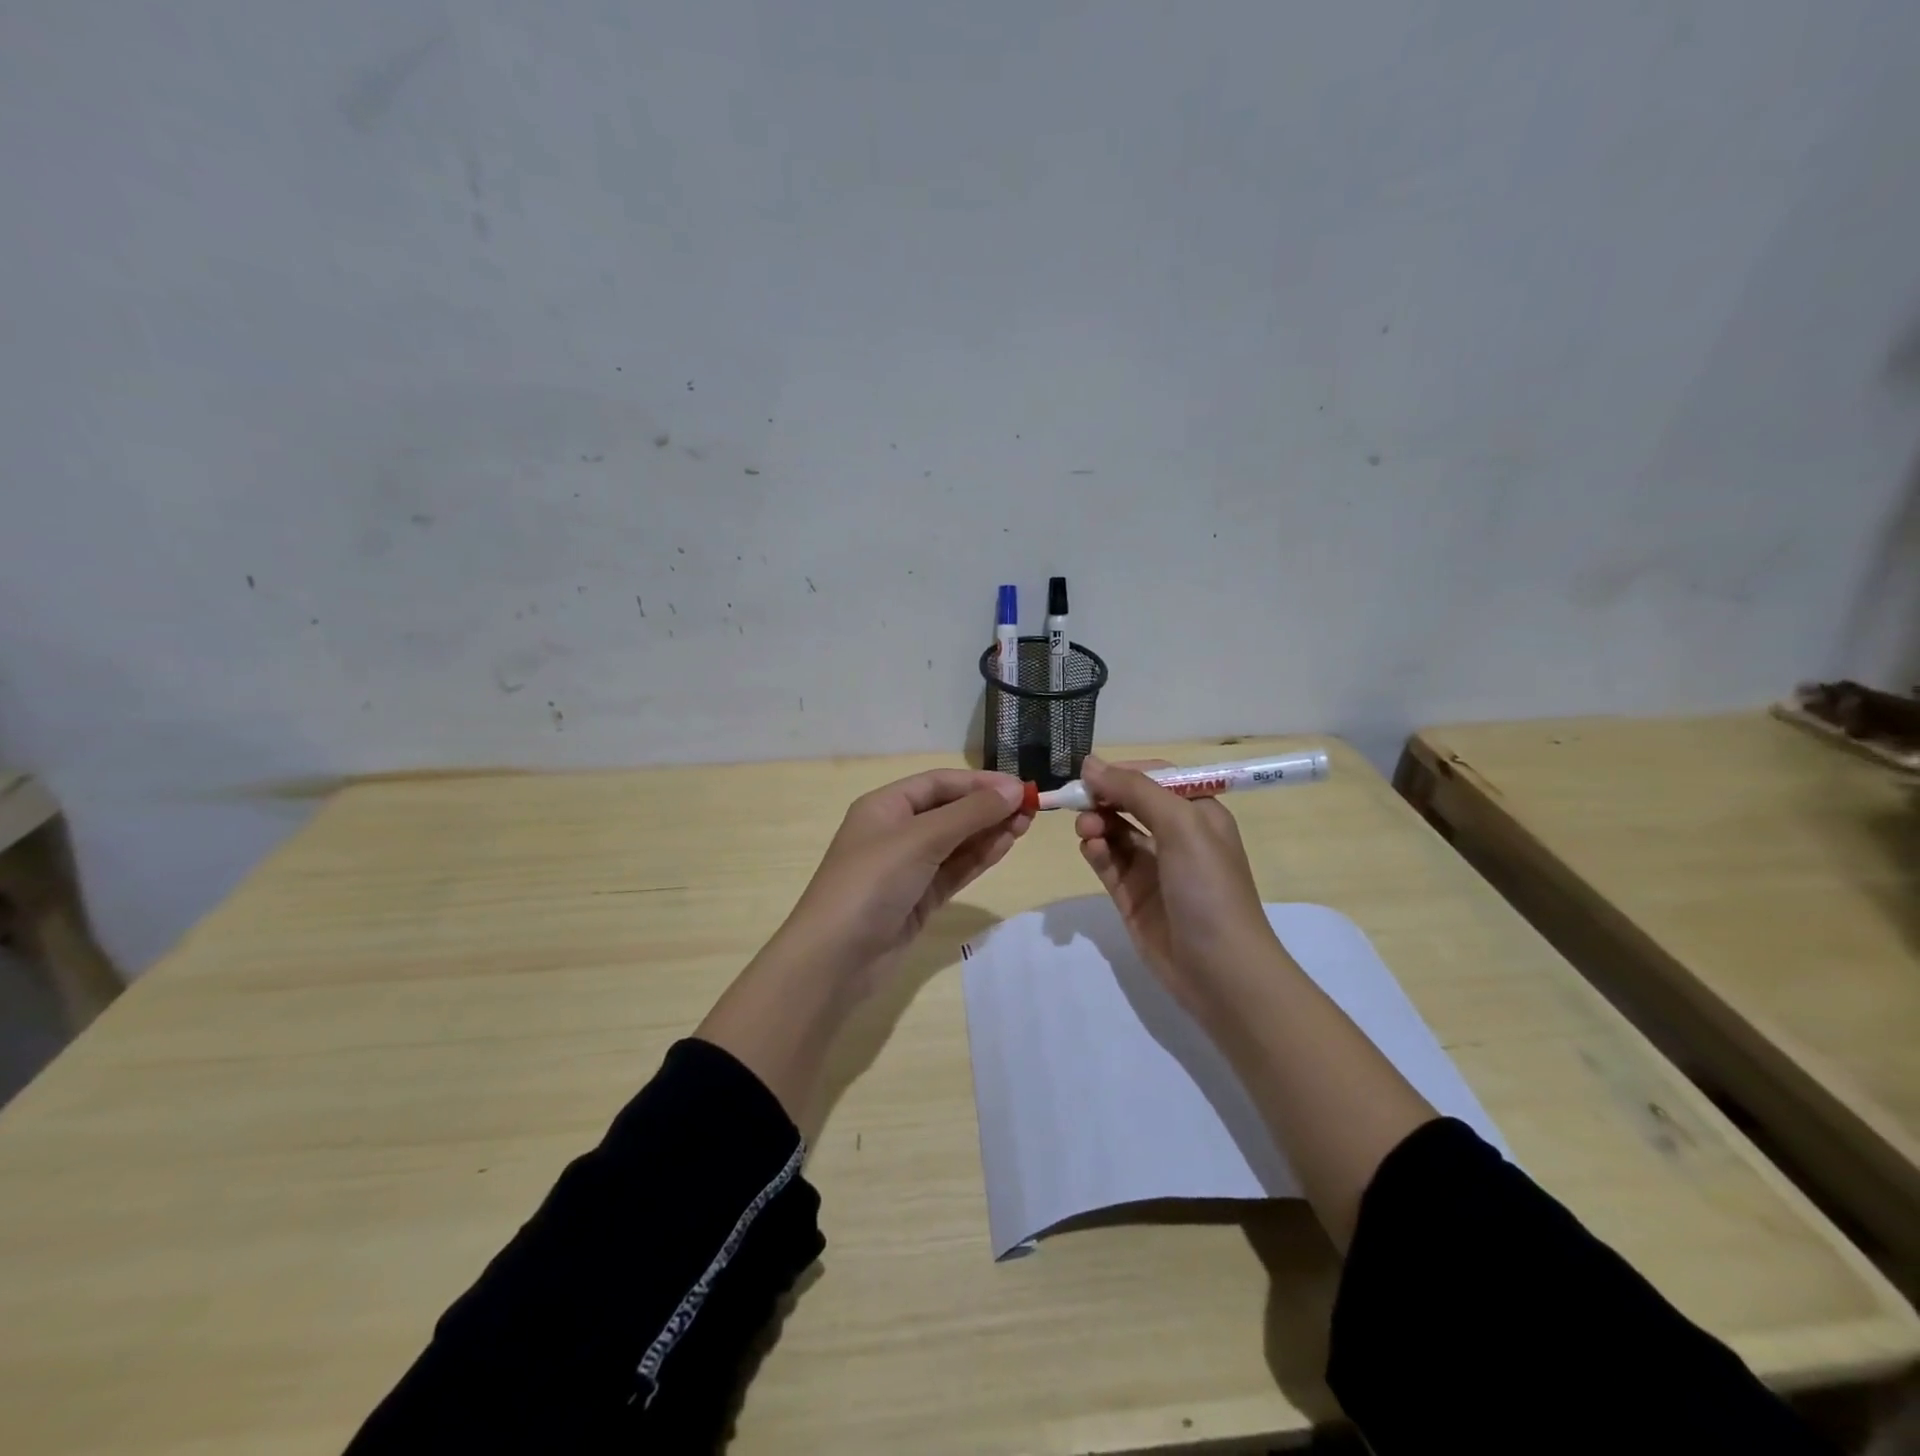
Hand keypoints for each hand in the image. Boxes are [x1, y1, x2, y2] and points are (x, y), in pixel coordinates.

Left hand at [771, 768, 1031, 998]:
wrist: (835, 958)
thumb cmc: (871, 883)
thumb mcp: (920, 839)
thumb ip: (969, 814)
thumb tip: (1014, 790)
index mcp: (885, 806)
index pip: (939, 783)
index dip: (980, 783)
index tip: (1021, 788)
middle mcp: (896, 831)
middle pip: (950, 810)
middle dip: (989, 807)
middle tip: (1032, 809)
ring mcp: (908, 867)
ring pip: (957, 841)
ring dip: (989, 831)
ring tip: (1027, 825)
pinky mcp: (920, 898)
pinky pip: (955, 870)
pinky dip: (979, 857)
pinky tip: (1006, 846)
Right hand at [1073, 755, 1281, 1015]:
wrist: (1220, 971)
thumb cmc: (1208, 888)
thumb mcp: (1181, 826)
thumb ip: (1136, 791)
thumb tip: (1091, 763)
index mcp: (1199, 813)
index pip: (1156, 777)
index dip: (1123, 772)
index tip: (1091, 774)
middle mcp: (1176, 836)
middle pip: (1130, 803)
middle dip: (1104, 798)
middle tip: (1078, 801)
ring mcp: (1153, 868)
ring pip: (1115, 832)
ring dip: (1097, 824)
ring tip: (1086, 831)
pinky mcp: (1133, 896)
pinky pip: (1108, 863)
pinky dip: (1096, 851)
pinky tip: (1091, 849)